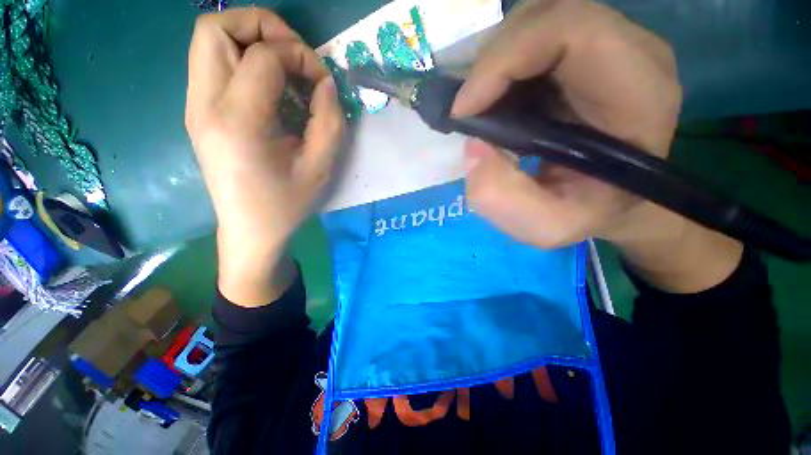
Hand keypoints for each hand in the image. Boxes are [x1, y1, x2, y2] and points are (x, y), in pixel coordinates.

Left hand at [185, 8, 344, 304]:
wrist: (251, 230)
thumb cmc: (288, 204)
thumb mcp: (321, 166)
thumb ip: (330, 119)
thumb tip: (324, 83)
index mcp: (239, 122)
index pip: (263, 55)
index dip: (300, 56)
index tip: (321, 82)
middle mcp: (205, 105)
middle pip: (216, 26)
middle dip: (263, 27)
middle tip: (295, 58)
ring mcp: (195, 107)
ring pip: (209, 39)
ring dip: (251, 40)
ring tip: (284, 70)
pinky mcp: (198, 112)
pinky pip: (213, 63)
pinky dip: (243, 59)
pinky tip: (269, 88)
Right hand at [454, 0, 741, 292]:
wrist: (613, 200)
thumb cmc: (586, 214)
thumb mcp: (546, 226)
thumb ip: (504, 200)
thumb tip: (473, 149)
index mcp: (639, 92)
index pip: (572, 30)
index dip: (505, 60)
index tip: (464, 110)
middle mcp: (632, 52)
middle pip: (548, 15)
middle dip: (492, 61)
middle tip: (467, 109)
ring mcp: (609, 45)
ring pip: (536, 21)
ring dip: (494, 63)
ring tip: (480, 107)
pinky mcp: (586, 52)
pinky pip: (534, 37)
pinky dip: (501, 66)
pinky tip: (495, 100)